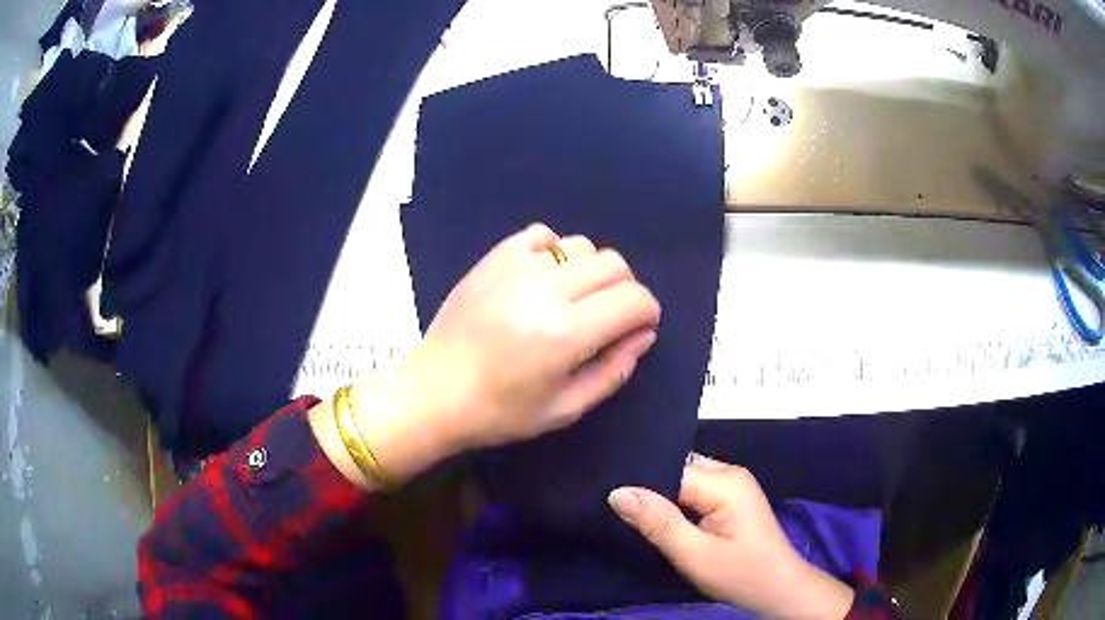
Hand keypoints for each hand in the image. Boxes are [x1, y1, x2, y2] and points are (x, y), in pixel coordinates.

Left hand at [321, 224, 660, 486]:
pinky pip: (542, 235)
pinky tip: (544, 278)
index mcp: (566, 333)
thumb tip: (643, 333)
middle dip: (625, 290)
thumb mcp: (567, 408)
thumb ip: (614, 370)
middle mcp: (546, 290)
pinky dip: (555, 252)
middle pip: (614, 265)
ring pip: (582, 246)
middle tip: (608, 317)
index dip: (647, 312)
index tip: (638, 327)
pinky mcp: (495, 258)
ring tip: (573, 299)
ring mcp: (517, 267)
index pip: (633, 299)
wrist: (435, 391)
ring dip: (591, 272)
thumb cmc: (501, 412)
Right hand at [609, 455, 854, 619]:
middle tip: (611, 504)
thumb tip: (618, 493)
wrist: (778, 589)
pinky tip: (656, 517)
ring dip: (659, 496)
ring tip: (627, 510)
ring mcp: (732, 485)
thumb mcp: (694, 554)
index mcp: (725, 480)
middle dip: (647, 486)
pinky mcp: (730, 499)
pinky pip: (692, 490)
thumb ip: (658, 522)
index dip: (638, 482)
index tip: (604, 493)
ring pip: (682, 480)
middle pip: (676, 469)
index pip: (670, 469)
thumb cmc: (741, 574)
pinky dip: (673, 503)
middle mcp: (729, 473)